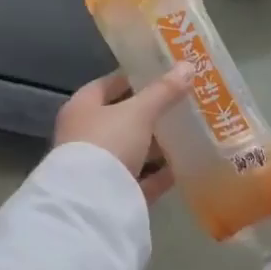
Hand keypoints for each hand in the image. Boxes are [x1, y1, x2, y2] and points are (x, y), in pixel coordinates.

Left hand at [53, 66, 193, 202]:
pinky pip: (140, 179)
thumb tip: (188, 65)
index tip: (163, 74)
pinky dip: (159, 174)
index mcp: (82, 108)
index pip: (107, 85)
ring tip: (188, 133)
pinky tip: (183, 166)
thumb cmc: (108, 143)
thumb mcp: (139, 112)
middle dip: (150, 113)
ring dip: (156, 144)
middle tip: (182, 103)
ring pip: (132, 150)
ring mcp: (98, 167)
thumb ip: (163, 91)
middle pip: (121, 118)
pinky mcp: (113, 194)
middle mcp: (85, 135)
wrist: (91, 204)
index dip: (134, 78)